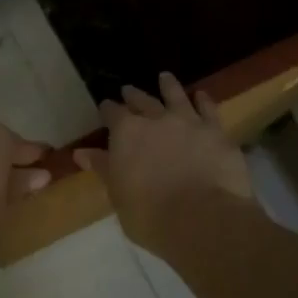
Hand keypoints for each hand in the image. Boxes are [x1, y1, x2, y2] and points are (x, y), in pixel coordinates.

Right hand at [77, 74, 255, 254]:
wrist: (203, 220)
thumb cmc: (150, 215)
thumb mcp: (118, 195)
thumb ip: (103, 168)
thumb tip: (81, 153)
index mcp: (126, 133)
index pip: (112, 113)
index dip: (107, 109)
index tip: (105, 107)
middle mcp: (156, 119)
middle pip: (142, 100)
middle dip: (133, 95)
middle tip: (128, 90)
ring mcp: (188, 122)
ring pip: (176, 95)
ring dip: (168, 86)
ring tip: (165, 77)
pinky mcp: (216, 131)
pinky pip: (208, 109)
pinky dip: (203, 100)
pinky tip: (201, 95)